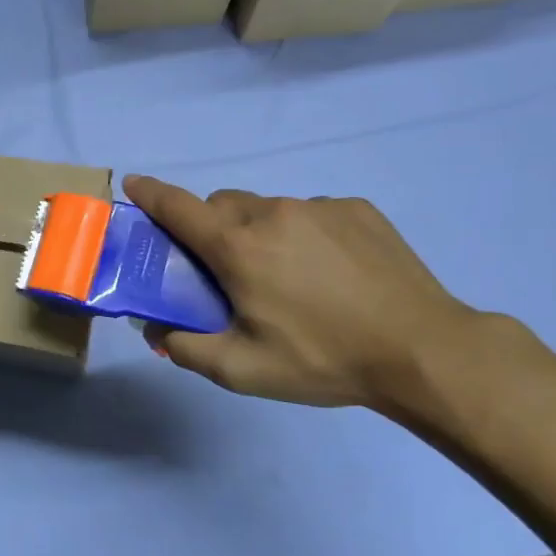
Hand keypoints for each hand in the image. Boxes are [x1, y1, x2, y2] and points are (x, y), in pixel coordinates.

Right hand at [122, 175, 477, 409]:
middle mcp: (273, 213)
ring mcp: (319, 207)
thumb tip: (157, 331)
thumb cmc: (322, 359)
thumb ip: (186, 349)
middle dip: (211, 228)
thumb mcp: (242, 370)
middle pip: (222, 206)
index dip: (151, 195)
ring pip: (268, 208)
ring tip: (287, 277)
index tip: (133, 186)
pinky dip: (302, 233)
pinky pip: (310, 212)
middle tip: (226, 270)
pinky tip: (329, 272)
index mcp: (239, 247)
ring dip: (259, 232)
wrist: (422, 350)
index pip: (179, 208)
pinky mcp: (357, 210)